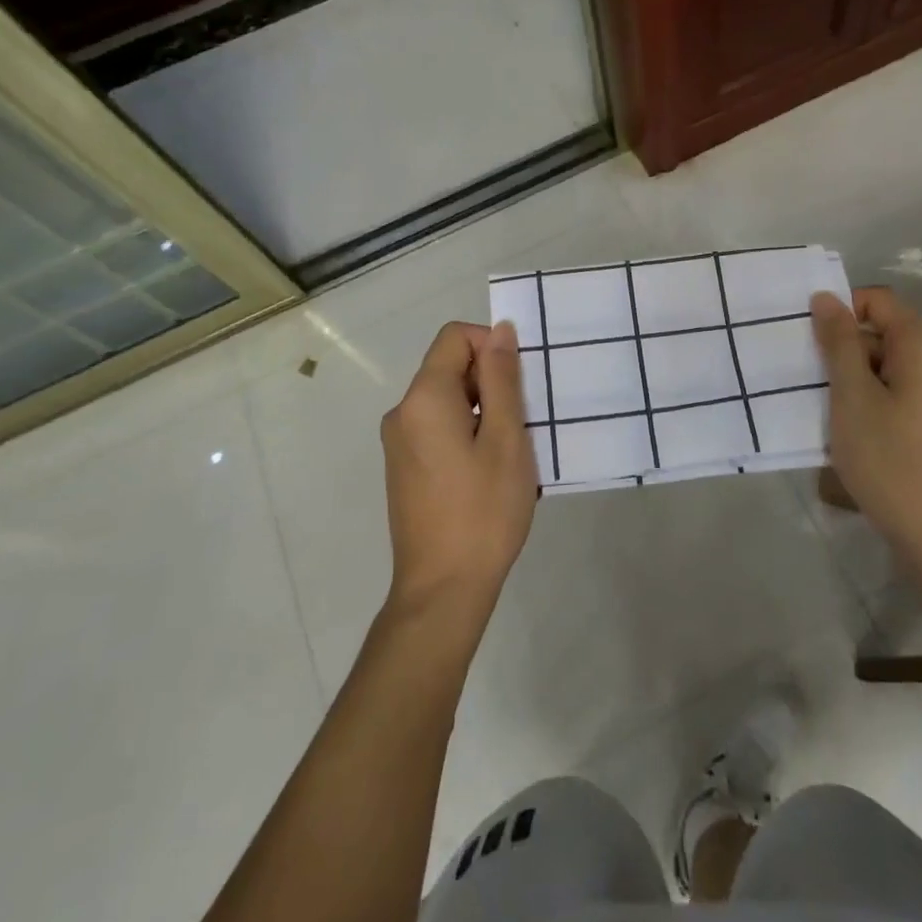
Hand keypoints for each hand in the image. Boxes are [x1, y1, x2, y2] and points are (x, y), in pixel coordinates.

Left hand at [380, 321, 537, 613]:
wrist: (442, 590)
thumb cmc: (483, 511)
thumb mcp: (505, 438)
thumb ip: (502, 378)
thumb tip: (499, 330)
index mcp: (423, 398)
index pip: (455, 337)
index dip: (491, 345)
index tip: (520, 382)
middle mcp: (402, 412)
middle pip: (449, 367)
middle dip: (490, 380)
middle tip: (523, 421)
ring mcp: (399, 442)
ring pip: (447, 399)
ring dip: (483, 409)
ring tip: (510, 450)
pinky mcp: (404, 467)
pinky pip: (438, 426)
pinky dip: (467, 431)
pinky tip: (489, 470)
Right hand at [811, 288, 921, 560]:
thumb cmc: (890, 459)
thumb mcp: (852, 396)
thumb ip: (839, 342)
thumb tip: (826, 297)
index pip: (877, 300)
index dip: (841, 312)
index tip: (812, 344)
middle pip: (885, 332)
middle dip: (846, 350)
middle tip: (815, 383)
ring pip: (892, 365)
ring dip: (858, 378)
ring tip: (832, 411)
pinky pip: (905, 391)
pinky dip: (877, 400)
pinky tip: (859, 432)